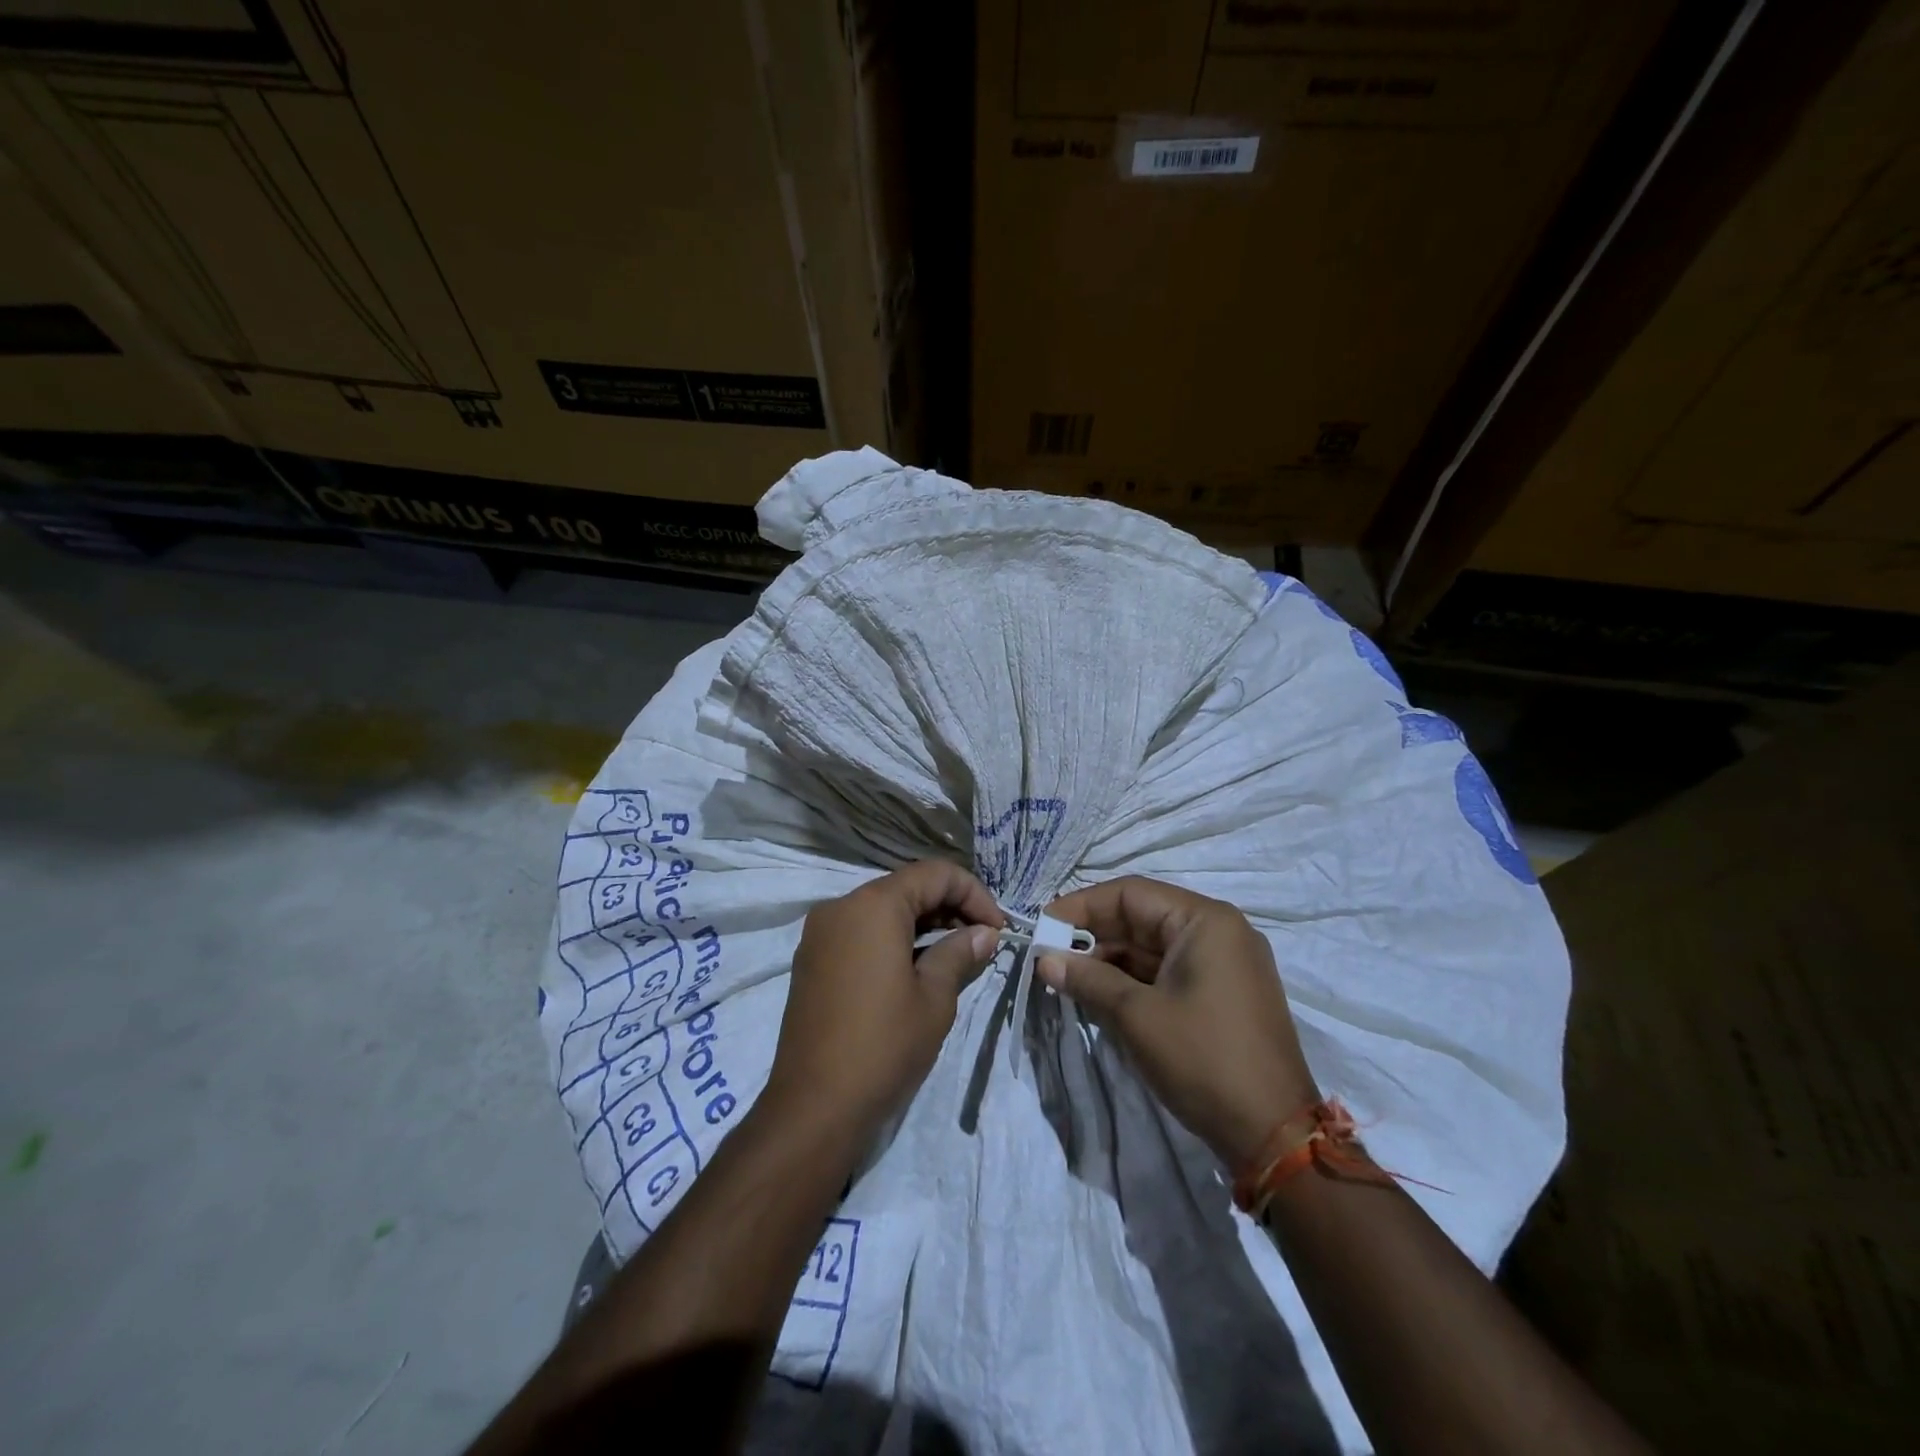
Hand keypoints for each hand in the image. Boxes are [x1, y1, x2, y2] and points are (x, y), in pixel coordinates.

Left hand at [768, 860, 1005, 1141]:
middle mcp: (841, 906)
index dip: (974, 894)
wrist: (813, 1106)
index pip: (934, 874)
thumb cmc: (883, 1046)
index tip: (999, 929)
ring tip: (955, 955)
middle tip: (982, 941)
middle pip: (906, 887)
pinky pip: (860, 931)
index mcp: (873, 905)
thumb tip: (984, 934)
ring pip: (882, 909)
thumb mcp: (934, 998)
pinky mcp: (812, 959)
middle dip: (949, 907)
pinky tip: (916, 967)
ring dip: (922, 923)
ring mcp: (820, 933)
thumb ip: (960, 953)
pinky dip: (892, 938)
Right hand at [1040, 876, 1317, 1168]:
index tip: (1043, 925)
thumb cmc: (1203, 1060)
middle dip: (1094, 934)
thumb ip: (1087, 979)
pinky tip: (1100, 993)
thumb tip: (1044, 960)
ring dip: (1110, 959)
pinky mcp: (1223, 994)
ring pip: (1153, 947)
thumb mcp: (1136, 1016)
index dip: (1082, 906)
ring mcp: (1225, 964)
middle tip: (1049, 954)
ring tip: (1066, 976)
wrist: (1275, 1135)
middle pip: (1143, 917)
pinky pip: (1169, 971)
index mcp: (1205, 921)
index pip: (1131, 894)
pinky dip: (1134, 979)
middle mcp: (1219, 931)